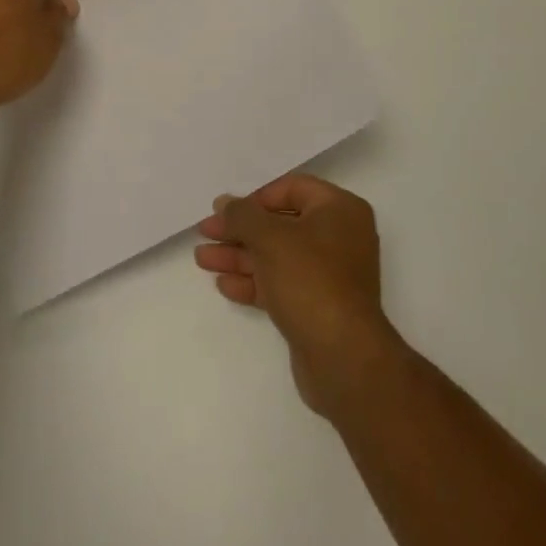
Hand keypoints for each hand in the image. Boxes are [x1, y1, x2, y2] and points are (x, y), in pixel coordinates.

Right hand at [195, 173, 397, 414]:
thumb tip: (224, 203)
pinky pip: (281, 284)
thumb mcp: (270, 238)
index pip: (292, 188)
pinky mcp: (318, 306)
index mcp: (340, 210)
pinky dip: (254, 282)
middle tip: (205, 233)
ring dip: (240, 256)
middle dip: (239, 230)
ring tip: (202, 259)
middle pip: (280, 224)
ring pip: (276, 256)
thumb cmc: (310, 280)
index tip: (227, 211)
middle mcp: (339, 237)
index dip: (255, 197)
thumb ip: (242, 215)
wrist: (343, 357)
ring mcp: (330, 274)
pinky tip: (224, 285)